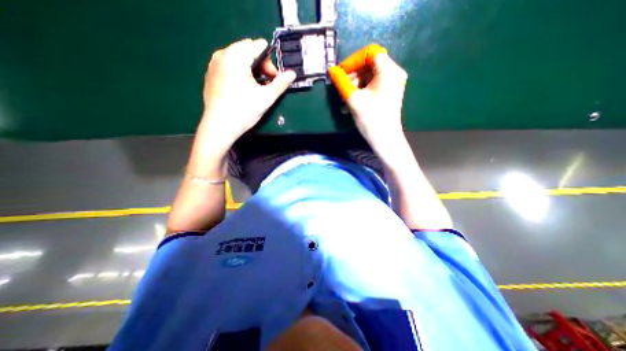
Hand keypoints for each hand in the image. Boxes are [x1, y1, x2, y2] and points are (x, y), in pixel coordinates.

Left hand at [202, 37, 295, 146]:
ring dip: (251, 69)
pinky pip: (228, 65)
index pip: (259, 46)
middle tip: (265, 84)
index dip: (270, 62)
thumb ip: (281, 83)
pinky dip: (239, 72)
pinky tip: (242, 90)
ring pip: (238, 57)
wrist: (219, 126)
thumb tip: (293, 74)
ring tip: (254, 88)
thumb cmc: (244, 111)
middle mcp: (223, 53)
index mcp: (237, 56)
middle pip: (248, 50)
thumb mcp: (266, 97)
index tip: (273, 79)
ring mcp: (214, 63)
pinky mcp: (210, 73)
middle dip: (261, 65)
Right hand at [328, 43, 411, 148]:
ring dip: (355, 85)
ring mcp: (393, 83)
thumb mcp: (353, 99)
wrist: (385, 140)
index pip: (369, 53)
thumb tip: (331, 70)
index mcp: (388, 71)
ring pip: (370, 76)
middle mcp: (394, 73)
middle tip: (341, 87)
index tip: (340, 73)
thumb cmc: (371, 119)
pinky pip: (373, 85)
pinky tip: (352, 102)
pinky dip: (362, 90)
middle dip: (353, 75)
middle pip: (370, 64)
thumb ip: (341, 82)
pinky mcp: (389, 92)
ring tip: (345, 98)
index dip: (352, 61)